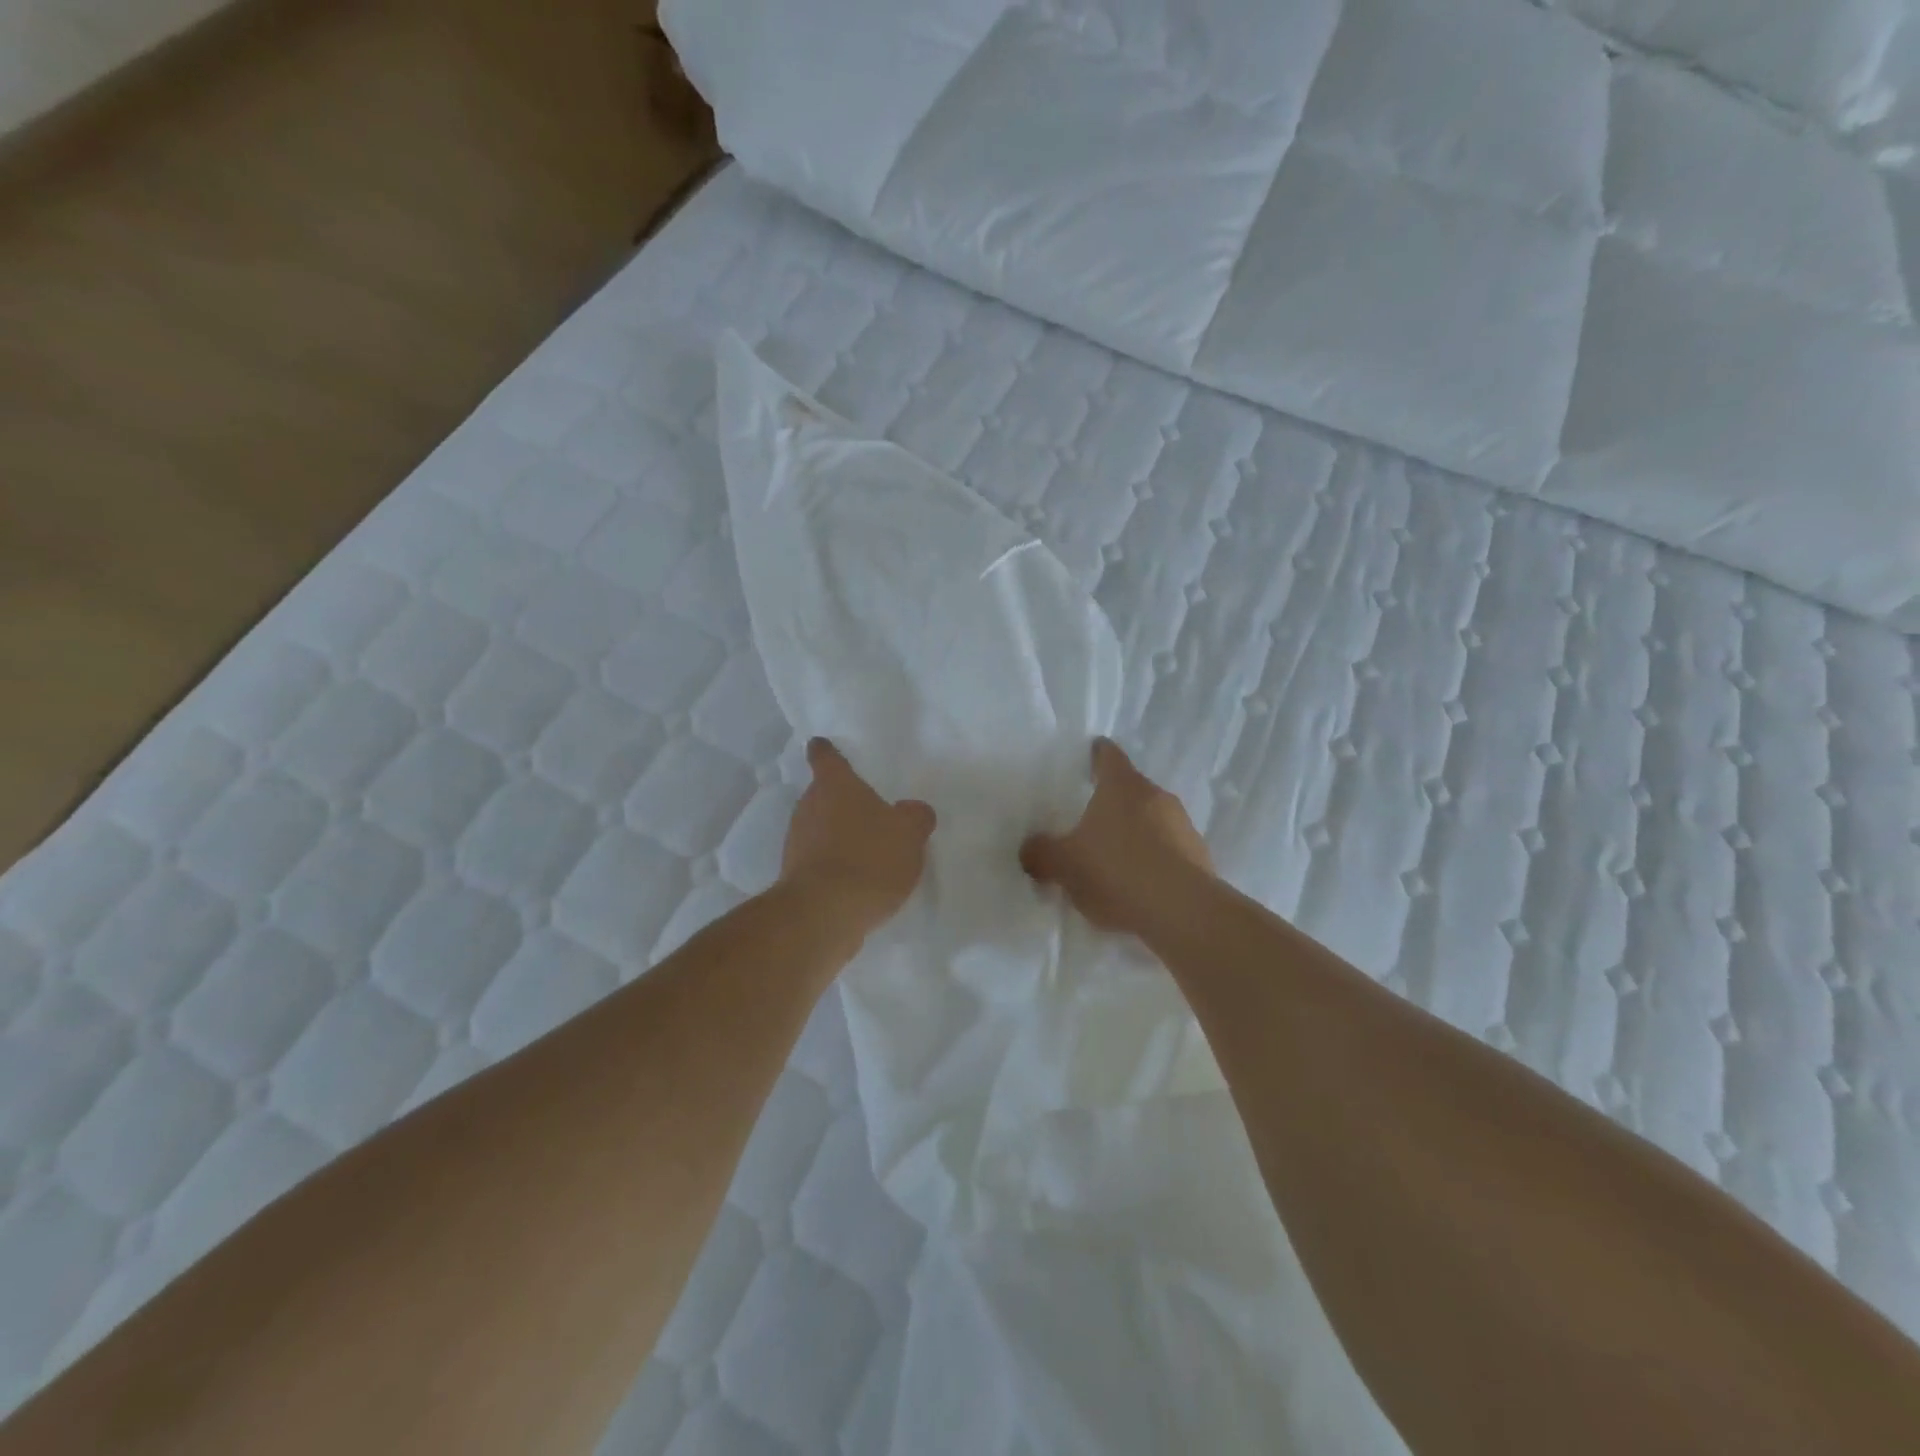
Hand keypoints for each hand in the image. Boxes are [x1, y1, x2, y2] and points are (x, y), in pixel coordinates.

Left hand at [781, 738, 935, 933]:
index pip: (826, 757)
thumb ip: (915, 816)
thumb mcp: (909, 833)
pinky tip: (858, 881)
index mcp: (834, 786)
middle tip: (868, 809)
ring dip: (838, 835)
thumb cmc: (869, 857)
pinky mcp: (795, 876)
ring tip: (868, 850)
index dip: (826, 751)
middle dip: (841, 801)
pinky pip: (819, 860)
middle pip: (822, 795)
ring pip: (819, 828)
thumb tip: (912, 810)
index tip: (822, 746)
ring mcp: (797, 842)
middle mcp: (808, 807)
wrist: (824, 913)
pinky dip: (834, 864)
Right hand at [1021, 738, 1212, 935]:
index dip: (1097, 753)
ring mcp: (1183, 827)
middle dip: (1112, 802)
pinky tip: (1138, 887)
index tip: (1090, 754)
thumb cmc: (1117, 870)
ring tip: (1113, 861)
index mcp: (1122, 786)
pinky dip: (1153, 862)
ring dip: (1135, 834)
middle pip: (1131, 789)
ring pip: (1152, 821)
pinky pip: (1169, 852)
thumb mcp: (1064, 864)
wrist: (1182, 912)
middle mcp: (1157, 796)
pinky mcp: (1200, 858)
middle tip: (1089, 819)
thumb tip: (1030, 850)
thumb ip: (1041, 853)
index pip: (1109, 755)